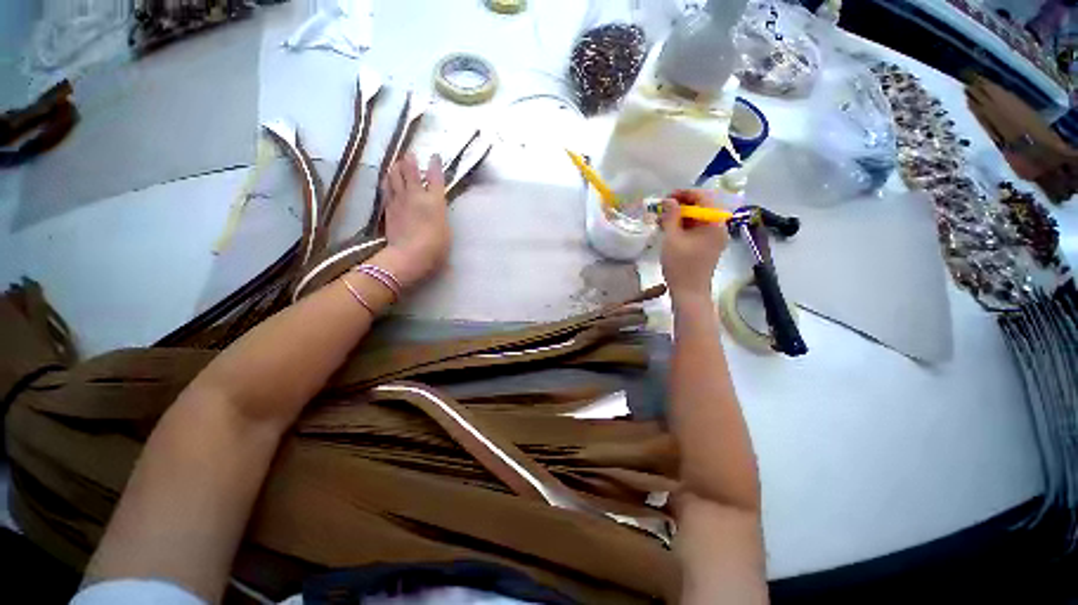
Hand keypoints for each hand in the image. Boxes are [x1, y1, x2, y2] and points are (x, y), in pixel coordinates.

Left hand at [375, 153, 450, 288]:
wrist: (409, 255)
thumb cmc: (435, 247)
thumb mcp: (446, 230)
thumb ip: (440, 215)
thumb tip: (436, 209)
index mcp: (435, 201)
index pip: (435, 178)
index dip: (435, 165)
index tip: (434, 156)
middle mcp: (416, 196)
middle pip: (410, 171)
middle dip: (410, 161)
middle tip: (410, 155)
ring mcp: (400, 200)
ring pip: (394, 176)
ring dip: (396, 168)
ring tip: (397, 164)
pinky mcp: (388, 208)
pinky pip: (386, 189)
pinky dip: (387, 181)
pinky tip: (387, 179)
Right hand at [659, 189, 727, 303]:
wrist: (689, 292)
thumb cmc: (680, 265)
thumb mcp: (672, 238)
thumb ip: (671, 216)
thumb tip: (669, 200)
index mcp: (714, 223)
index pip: (703, 197)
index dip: (684, 194)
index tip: (666, 197)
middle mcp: (719, 227)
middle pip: (702, 207)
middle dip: (681, 205)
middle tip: (662, 209)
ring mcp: (714, 237)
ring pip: (698, 218)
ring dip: (681, 216)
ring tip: (662, 220)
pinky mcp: (708, 246)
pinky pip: (697, 229)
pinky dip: (684, 226)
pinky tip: (670, 230)